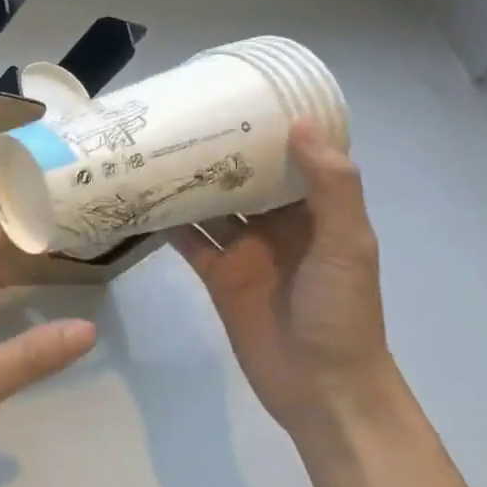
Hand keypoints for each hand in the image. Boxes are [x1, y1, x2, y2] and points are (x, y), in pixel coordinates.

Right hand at [173, 121, 394, 440]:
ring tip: (149, 149)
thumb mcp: (348, 244)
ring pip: (209, 205)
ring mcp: (243, 249)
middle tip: (176, 118)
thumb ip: (330, 187)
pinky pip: (188, 240)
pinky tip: (139, 199)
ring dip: (184, 182)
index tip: (234, 97)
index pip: (287, 158)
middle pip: (240, 178)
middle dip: (214, 151)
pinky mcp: (217, 274)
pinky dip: (166, 222)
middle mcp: (275, 224)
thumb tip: (299, 123)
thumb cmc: (342, 312)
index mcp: (312, 211)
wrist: (322, 388)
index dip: (264, 129)